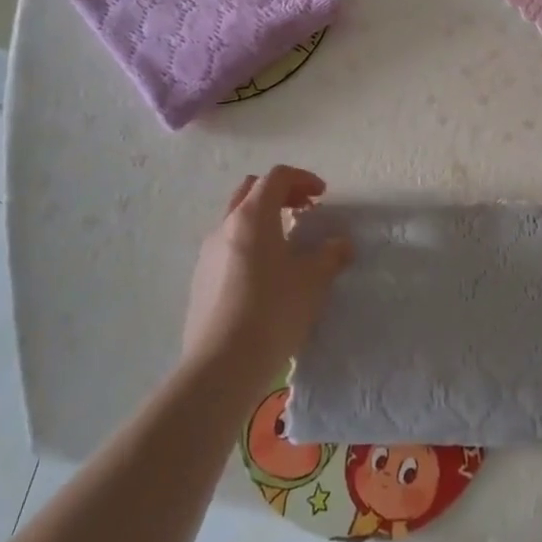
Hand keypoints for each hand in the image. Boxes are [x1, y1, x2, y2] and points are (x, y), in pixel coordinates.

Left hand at [182, 165, 350, 386]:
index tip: (322, 195)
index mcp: (253, 216)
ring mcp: (207, 253)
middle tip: (304, 210)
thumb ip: (330, 255)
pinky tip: (265, 275)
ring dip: (263, 219)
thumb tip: (341, 244)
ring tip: (287, 244)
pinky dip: (249, 244)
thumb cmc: (273, 310)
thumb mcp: (313, 280)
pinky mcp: (200, 280)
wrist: (221, 364)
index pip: (277, 177)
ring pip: (236, 219)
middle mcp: (225, 226)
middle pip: (251, 190)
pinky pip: (227, 247)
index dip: (302, 179)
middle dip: (280, 193)